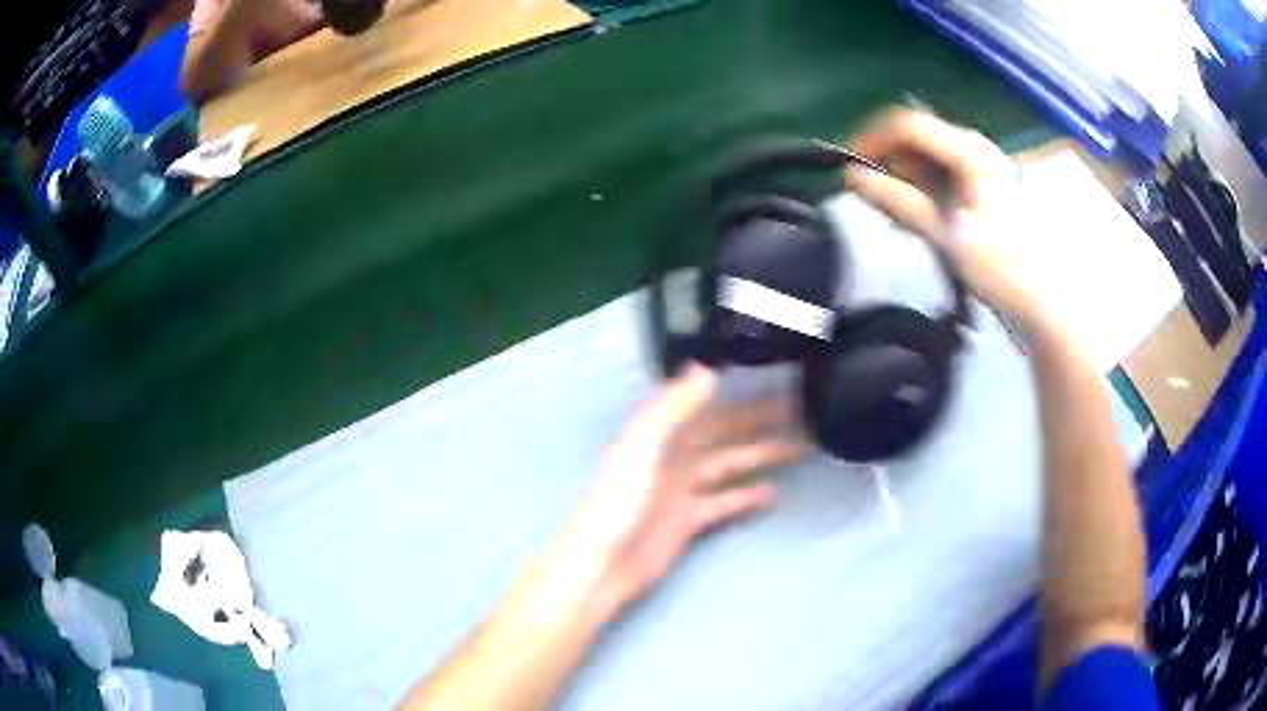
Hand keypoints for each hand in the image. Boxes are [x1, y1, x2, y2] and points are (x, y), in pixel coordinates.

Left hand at [553, 365, 805, 612]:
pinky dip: (747, 495)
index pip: (706, 404)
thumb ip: (672, 408)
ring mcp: (683, 489)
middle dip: (759, 421)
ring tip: (800, 446)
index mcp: (660, 433)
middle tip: (801, 412)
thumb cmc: (621, 500)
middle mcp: (673, 456)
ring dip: (761, 455)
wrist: (606, 561)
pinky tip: (772, 492)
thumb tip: (706, 368)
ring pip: (730, 464)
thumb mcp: (644, 446)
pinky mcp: (690, 519)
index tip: (771, 379)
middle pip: (724, 432)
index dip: (737, 392)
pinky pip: (725, 500)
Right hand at [843, 108, 1047, 335]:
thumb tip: (850, 177)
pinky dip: (922, 191)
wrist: (1046, 300)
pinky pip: (941, 174)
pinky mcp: (982, 184)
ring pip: (926, 157)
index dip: (871, 139)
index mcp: (969, 150)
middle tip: (871, 200)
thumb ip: (898, 202)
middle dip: (888, 163)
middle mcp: (973, 147)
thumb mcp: (946, 235)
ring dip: (904, 180)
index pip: (908, 125)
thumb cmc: (1002, 267)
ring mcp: (980, 164)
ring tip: (897, 218)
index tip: (846, 168)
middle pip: (916, 138)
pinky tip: (919, 219)